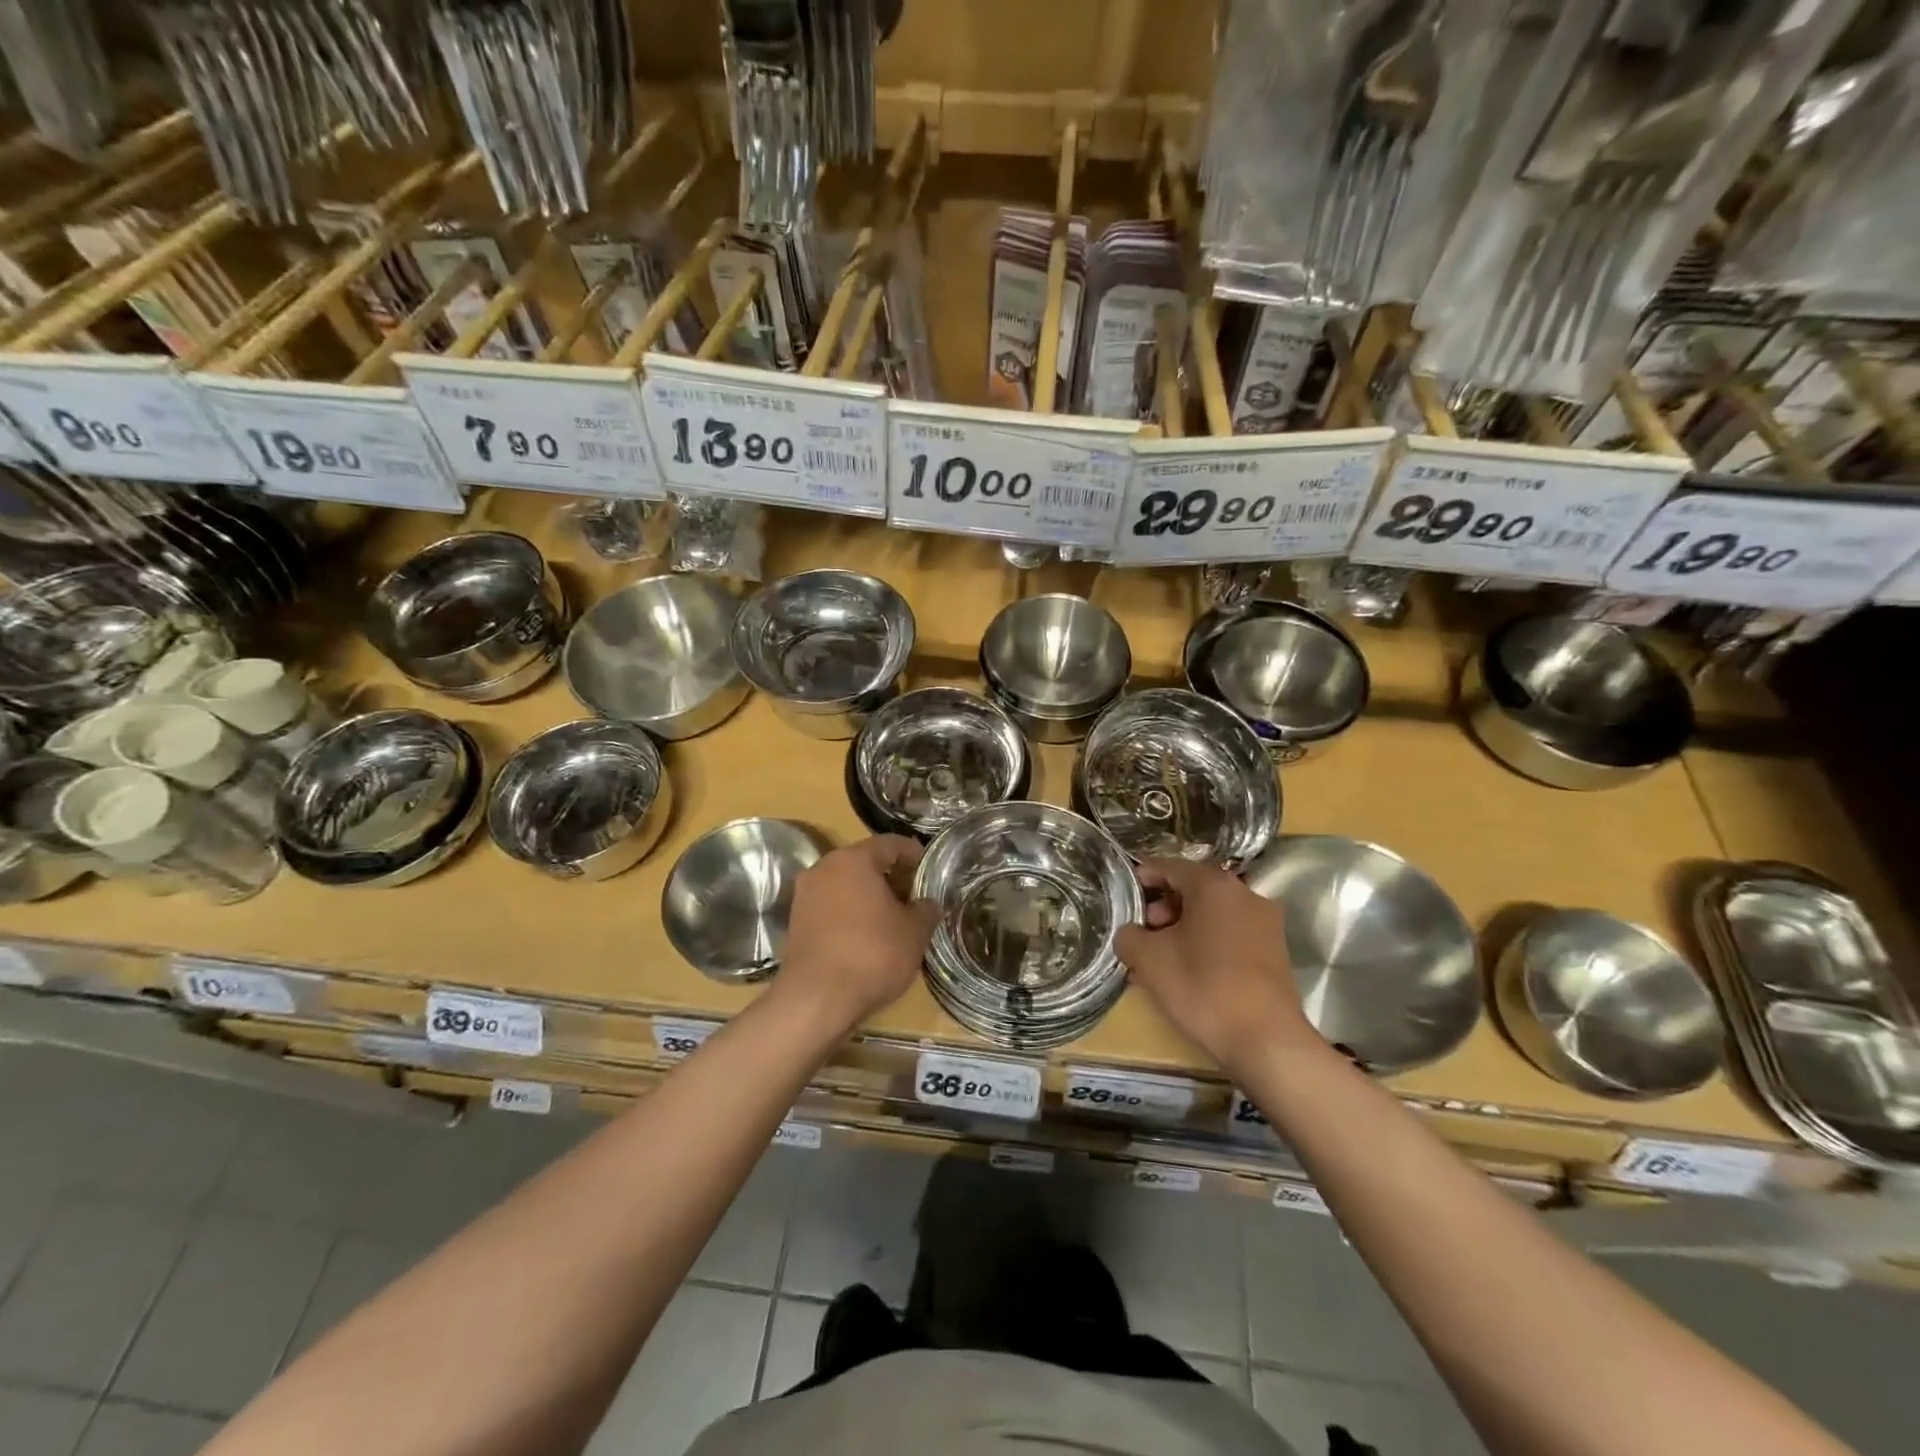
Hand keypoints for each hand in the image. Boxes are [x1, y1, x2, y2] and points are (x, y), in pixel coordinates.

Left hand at [778, 835, 938, 1032]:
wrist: (816, 999)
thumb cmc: (872, 954)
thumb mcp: (914, 932)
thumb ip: (925, 910)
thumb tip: (928, 904)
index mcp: (854, 859)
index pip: (890, 843)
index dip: (913, 853)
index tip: (928, 868)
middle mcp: (824, 868)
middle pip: (864, 862)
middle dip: (890, 876)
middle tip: (913, 896)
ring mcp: (805, 895)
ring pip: (845, 885)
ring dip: (869, 896)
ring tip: (892, 919)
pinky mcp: (796, 922)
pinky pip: (831, 907)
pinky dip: (850, 914)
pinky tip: (867, 936)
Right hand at [1115, 858, 1319, 1070]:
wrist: (1266, 1041)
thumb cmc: (1203, 987)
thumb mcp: (1149, 959)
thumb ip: (1129, 935)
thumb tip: (1130, 933)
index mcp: (1214, 885)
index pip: (1170, 866)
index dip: (1143, 876)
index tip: (1124, 894)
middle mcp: (1245, 895)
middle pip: (1194, 889)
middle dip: (1163, 907)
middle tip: (1143, 933)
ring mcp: (1265, 924)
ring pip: (1212, 914)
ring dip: (1183, 928)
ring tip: (1159, 958)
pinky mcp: (1274, 952)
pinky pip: (1230, 935)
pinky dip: (1205, 943)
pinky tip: (1186, 972)